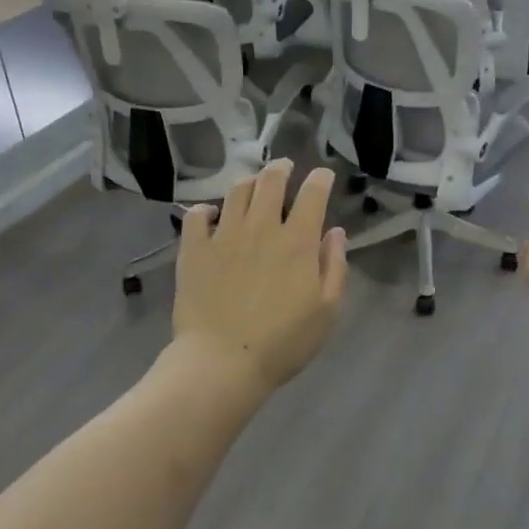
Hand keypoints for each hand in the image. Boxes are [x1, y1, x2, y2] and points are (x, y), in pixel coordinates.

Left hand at [173, 160, 348, 397]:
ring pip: (236, 191)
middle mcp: (261, 227)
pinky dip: (205, 210)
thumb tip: (335, 232)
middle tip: (285, 167)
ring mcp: (224, 235)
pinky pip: (196, 216)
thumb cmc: (283, 342)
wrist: (222, 362)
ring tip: (252, 184)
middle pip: (270, 181)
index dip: (320, 179)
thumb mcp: (327, 310)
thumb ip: (334, 266)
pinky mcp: (194, 249)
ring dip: (248, 181)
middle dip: (281, 168)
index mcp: (297, 241)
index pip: (312, 194)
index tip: (323, 176)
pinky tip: (210, 215)